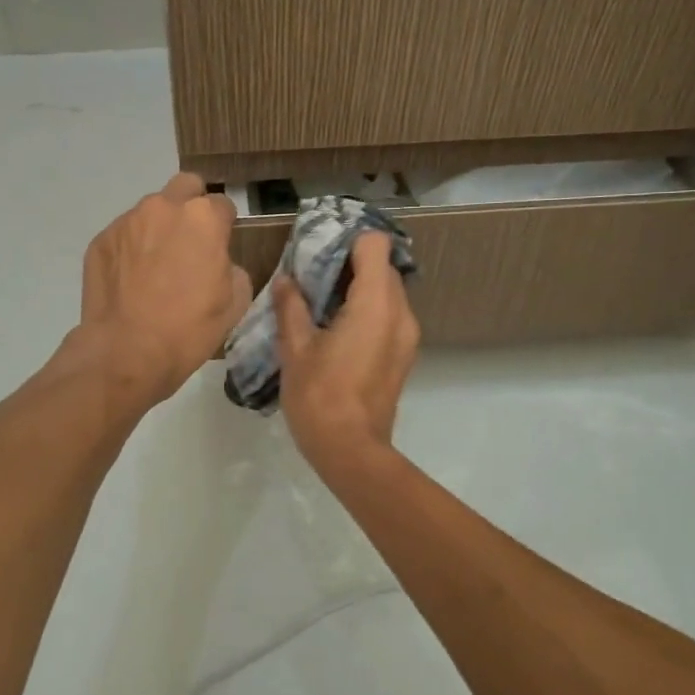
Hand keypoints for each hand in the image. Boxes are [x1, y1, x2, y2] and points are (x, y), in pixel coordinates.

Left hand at [76, 173, 252, 405]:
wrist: (126, 351)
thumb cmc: (190, 328)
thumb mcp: (235, 301)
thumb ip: (231, 267)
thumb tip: (217, 261)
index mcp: (203, 218)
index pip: (223, 204)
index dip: (224, 226)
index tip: (221, 247)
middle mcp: (163, 208)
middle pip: (184, 187)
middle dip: (191, 206)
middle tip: (191, 241)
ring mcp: (127, 221)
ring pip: (151, 211)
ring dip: (158, 229)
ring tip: (156, 267)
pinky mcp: (100, 240)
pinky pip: (124, 235)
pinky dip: (131, 249)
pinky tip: (132, 281)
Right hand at [274, 232, 420, 469]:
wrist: (351, 451)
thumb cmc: (320, 396)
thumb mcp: (295, 349)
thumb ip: (291, 307)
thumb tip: (286, 280)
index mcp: (376, 304)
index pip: (375, 245)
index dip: (348, 242)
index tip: (320, 254)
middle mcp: (401, 313)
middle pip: (383, 267)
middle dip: (350, 265)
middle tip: (314, 279)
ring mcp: (407, 335)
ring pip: (388, 292)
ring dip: (359, 289)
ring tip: (323, 307)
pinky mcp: (404, 354)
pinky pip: (390, 315)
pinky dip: (368, 311)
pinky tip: (338, 332)